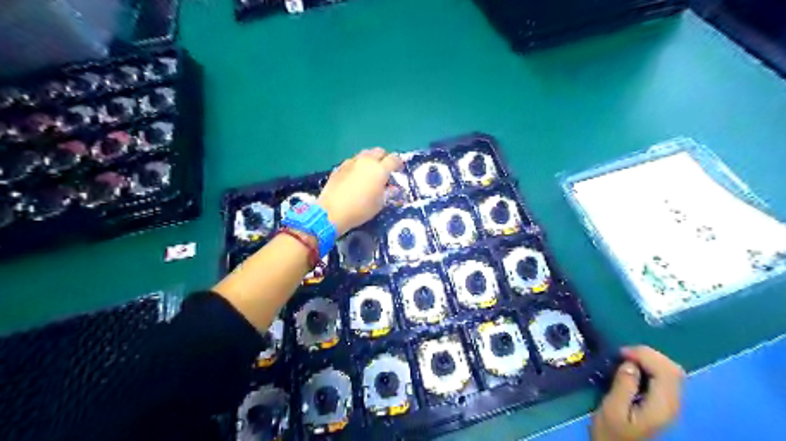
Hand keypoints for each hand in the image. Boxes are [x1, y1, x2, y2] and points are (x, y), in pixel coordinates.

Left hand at [319, 147, 403, 236]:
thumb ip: (388, 193)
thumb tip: (392, 188)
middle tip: (385, 170)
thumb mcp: (379, 203)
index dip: (399, 163)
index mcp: (380, 169)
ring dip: (370, 160)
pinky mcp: (340, 167)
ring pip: (365, 154)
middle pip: (379, 152)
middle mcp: (366, 161)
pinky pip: (353, 161)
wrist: (332, 211)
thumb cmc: (360, 209)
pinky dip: (358, 165)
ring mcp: (351, 162)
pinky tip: (356, 176)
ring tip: (370, 172)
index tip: (399, 169)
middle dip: (384, 158)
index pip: (393, 159)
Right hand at [592, 347, 685, 439]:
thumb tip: (629, 364)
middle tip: (624, 353)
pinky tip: (635, 369)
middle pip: (673, 369)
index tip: (621, 352)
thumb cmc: (612, 433)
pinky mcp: (665, 405)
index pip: (666, 371)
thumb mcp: (611, 410)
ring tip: (628, 359)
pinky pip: (666, 378)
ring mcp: (671, 405)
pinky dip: (652, 367)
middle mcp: (673, 405)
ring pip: (672, 372)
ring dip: (651, 359)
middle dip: (649, 354)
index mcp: (661, 407)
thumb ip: (623, 386)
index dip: (645, 355)